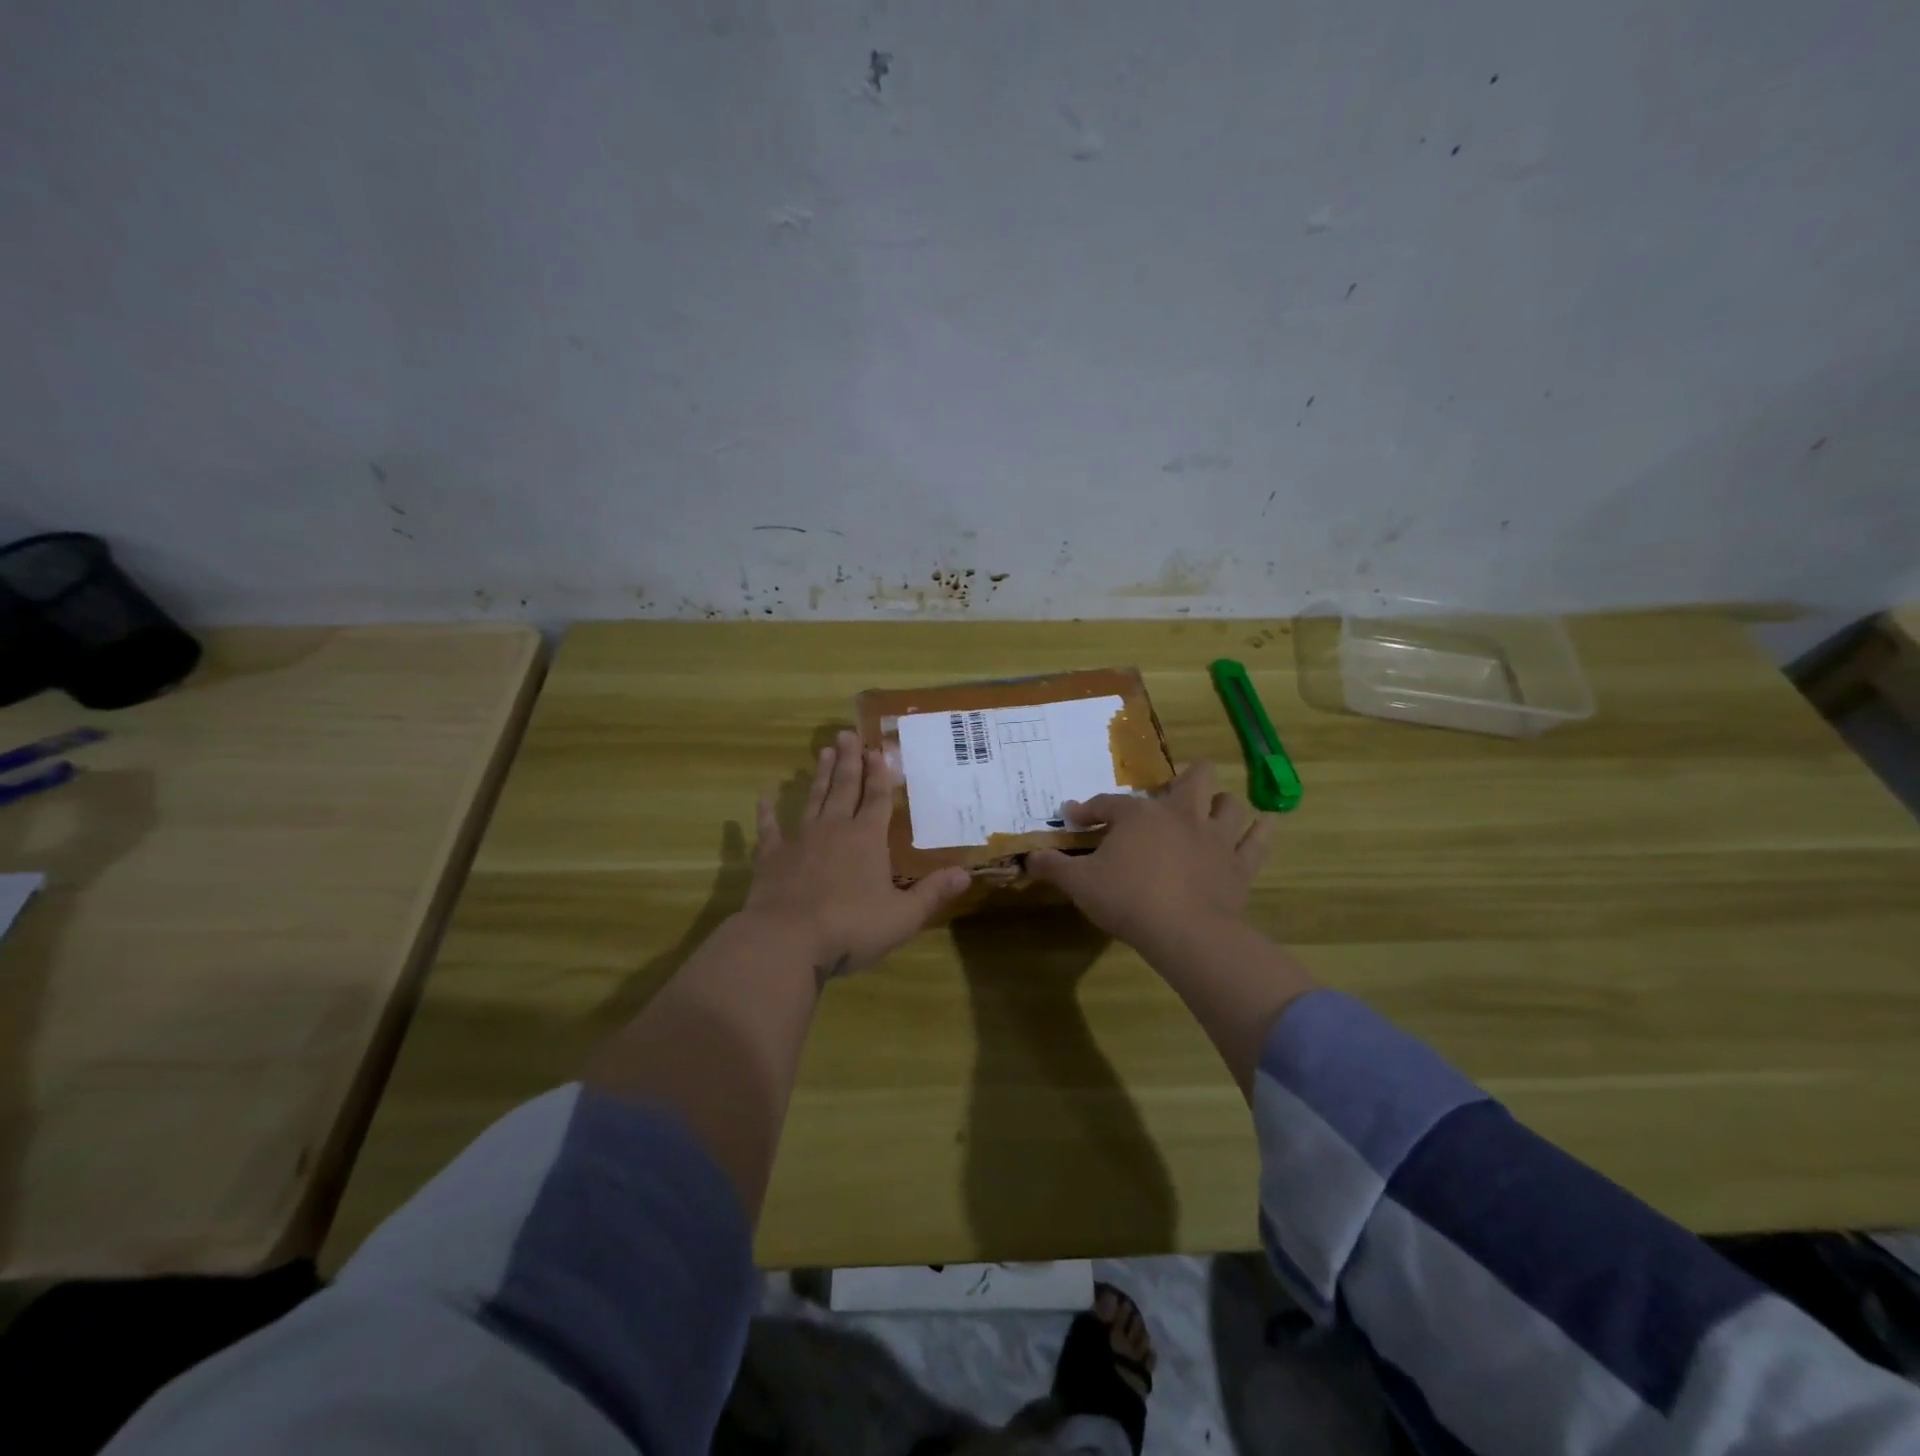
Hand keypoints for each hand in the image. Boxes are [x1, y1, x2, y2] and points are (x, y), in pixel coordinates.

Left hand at [743, 730, 970, 981]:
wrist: (787, 941)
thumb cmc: (851, 928)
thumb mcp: (903, 917)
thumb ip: (933, 893)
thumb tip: (967, 872)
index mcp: (867, 839)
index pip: (876, 799)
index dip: (879, 774)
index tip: (878, 749)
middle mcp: (834, 830)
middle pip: (844, 788)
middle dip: (849, 761)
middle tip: (846, 734)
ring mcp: (800, 841)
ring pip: (813, 800)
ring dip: (820, 776)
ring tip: (823, 752)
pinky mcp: (771, 858)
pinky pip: (769, 829)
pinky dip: (767, 812)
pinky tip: (764, 795)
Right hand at [1026, 763, 1272, 951]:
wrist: (1184, 932)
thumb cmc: (1127, 900)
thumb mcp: (1080, 884)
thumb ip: (1054, 868)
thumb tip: (1029, 858)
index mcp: (1140, 816)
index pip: (1109, 803)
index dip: (1089, 808)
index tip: (1075, 815)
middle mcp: (1182, 815)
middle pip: (1194, 778)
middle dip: (1185, 778)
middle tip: (1172, 794)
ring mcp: (1216, 838)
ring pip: (1230, 804)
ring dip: (1222, 805)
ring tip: (1212, 812)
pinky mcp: (1241, 865)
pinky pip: (1259, 839)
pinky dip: (1260, 832)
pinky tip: (1259, 828)